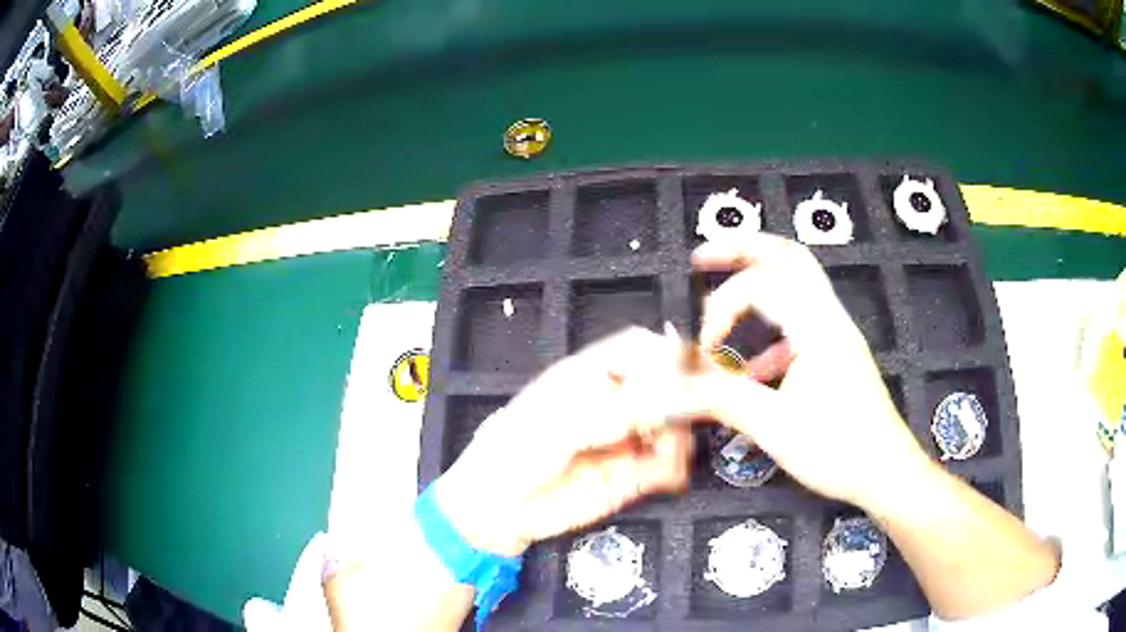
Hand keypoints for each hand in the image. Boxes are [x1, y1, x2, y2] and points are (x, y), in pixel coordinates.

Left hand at [435, 328, 693, 555]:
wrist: (497, 509)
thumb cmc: (513, 454)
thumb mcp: (558, 425)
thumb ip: (613, 411)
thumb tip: (662, 395)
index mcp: (589, 376)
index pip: (640, 349)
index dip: (666, 353)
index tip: (687, 369)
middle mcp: (615, 403)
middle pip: (667, 385)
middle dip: (686, 394)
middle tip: (690, 412)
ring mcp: (626, 439)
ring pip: (674, 424)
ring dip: (680, 434)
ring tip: (665, 451)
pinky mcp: (631, 476)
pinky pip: (666, 465)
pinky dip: (675, 466)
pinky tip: (668, 474)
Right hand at [683, 233, 929, 508]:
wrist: (886, 472)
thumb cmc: (839, 451)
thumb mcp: (775, 428)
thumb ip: (721, 402)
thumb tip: (672, 393)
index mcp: (818, 327)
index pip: (761, 285)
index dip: (722, 308)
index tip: (705, 349)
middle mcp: (830, 318)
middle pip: (788, 256)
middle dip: (742, 248)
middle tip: (704, 256)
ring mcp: (837, 334)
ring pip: (798, 283)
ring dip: (758, 282)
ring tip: (724, 300)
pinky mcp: (838, 353)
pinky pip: (801, 321)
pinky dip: (770, 329)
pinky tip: (754, 366)